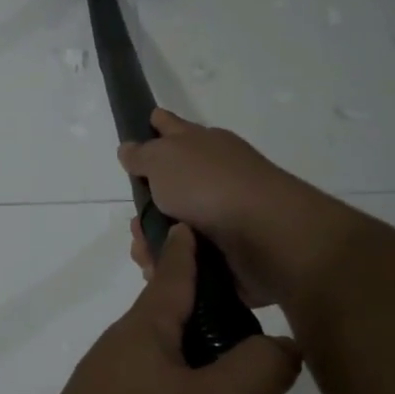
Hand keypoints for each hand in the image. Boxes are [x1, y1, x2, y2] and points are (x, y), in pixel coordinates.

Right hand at [119, 109, 330, 306]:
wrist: (266, 237)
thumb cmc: (210, 186)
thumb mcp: (164, 158)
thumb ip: (142, 155)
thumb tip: (128, 148)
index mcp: (202, 146)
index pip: (172, 127)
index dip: (157, 124)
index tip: (145, 123)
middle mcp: (212, 177)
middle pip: (166, 186)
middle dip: (142, 207)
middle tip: (135, 223)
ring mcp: (220, 216)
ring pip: (171, 227)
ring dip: (151, 242)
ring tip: (146, 255)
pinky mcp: (224, 253)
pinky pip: (185, 258)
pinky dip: (170, 264)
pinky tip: (159, 270)